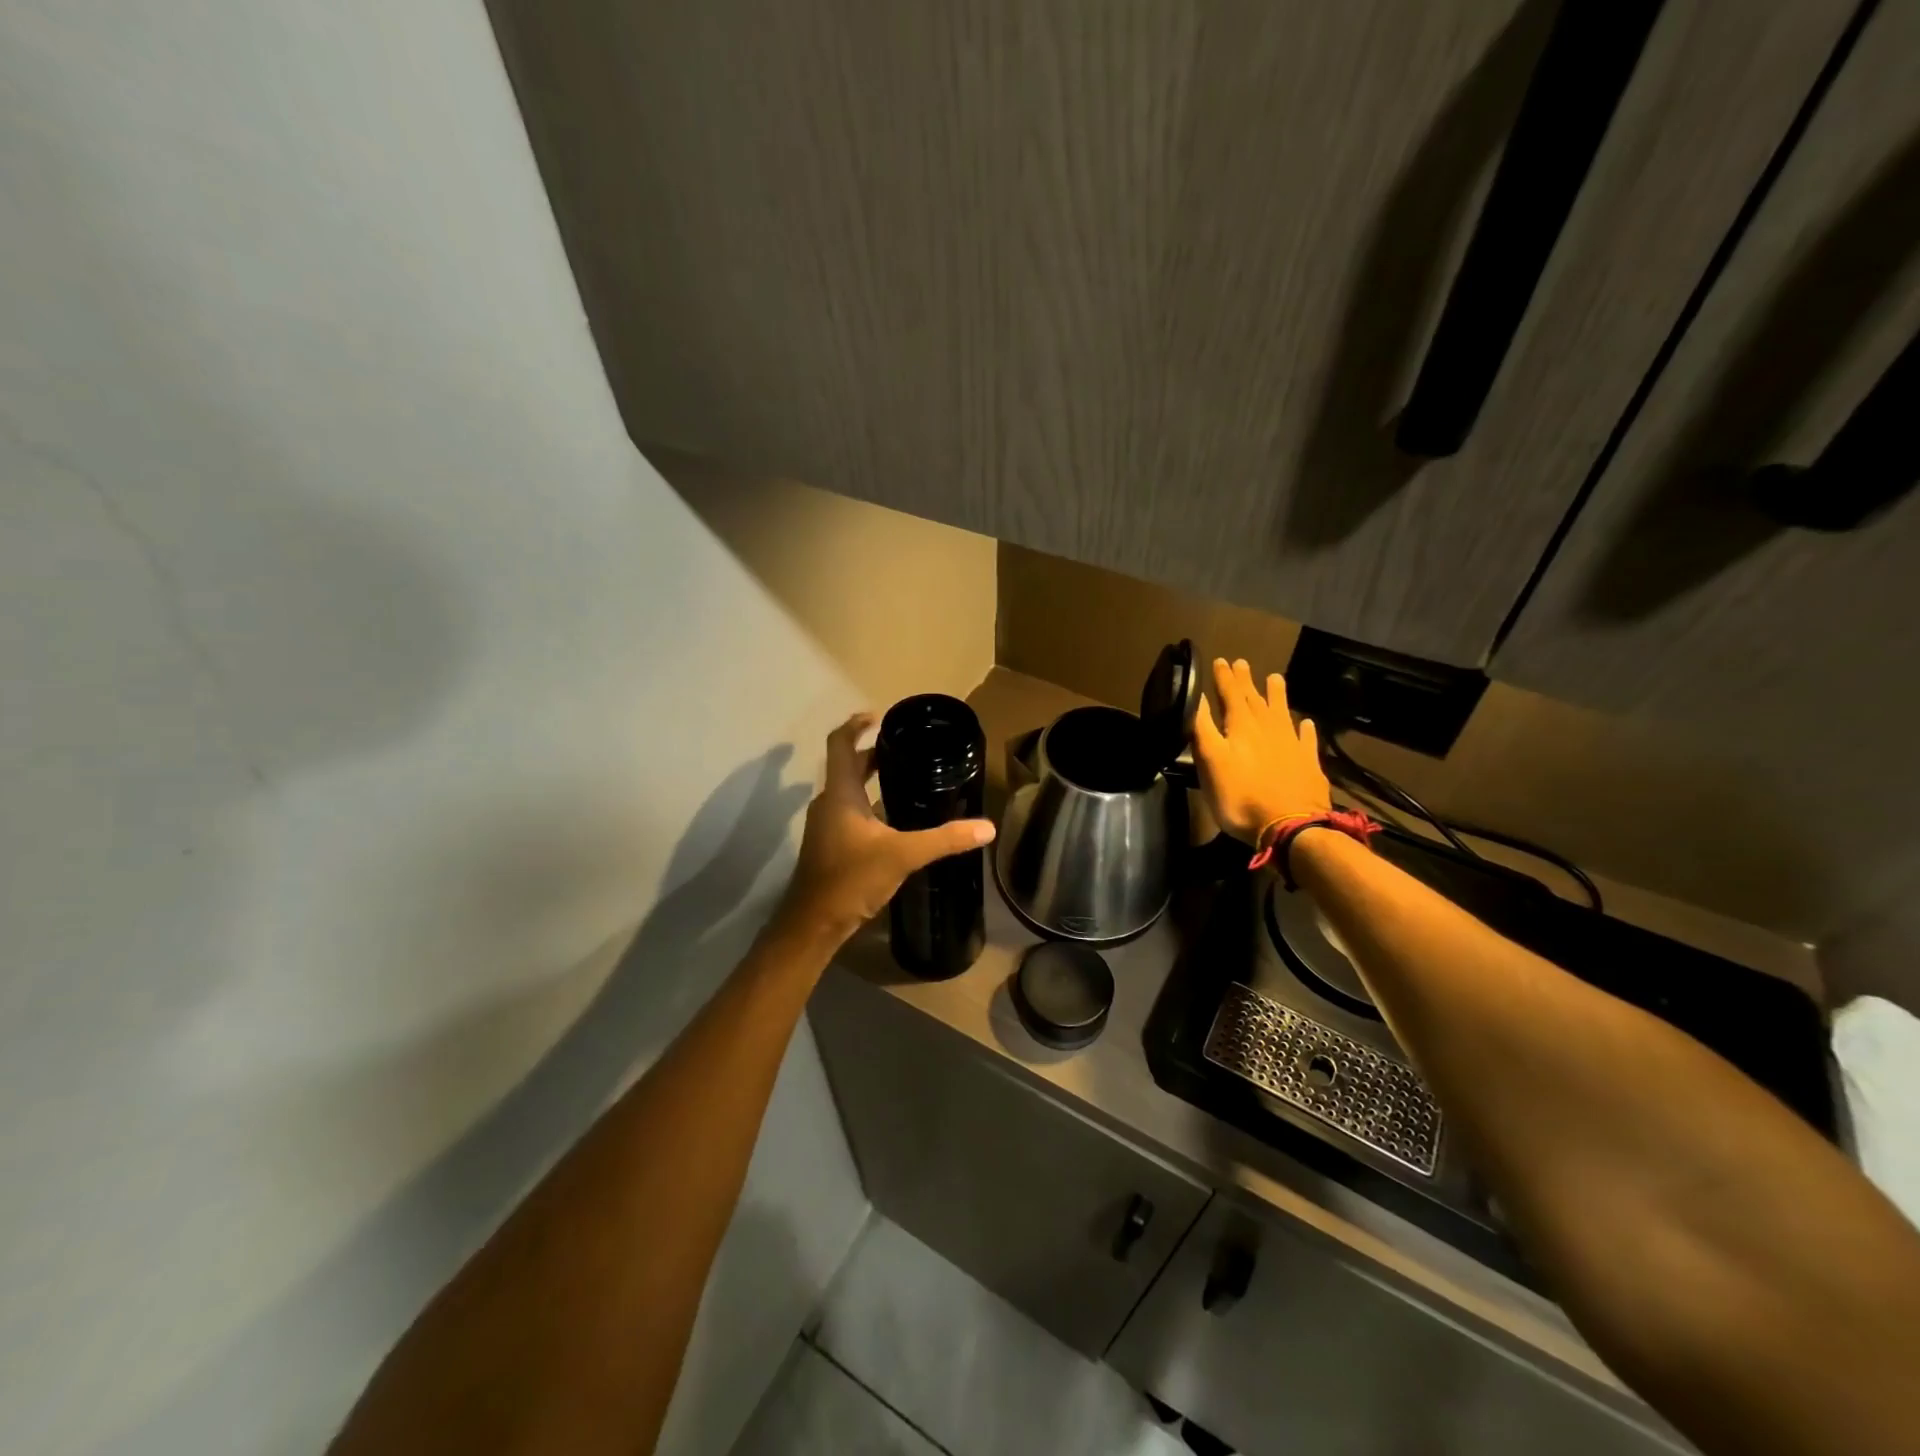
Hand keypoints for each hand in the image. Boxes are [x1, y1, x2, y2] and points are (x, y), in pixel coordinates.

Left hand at [770, 713, 996, 945]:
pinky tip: (893, 818)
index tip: (879, 715)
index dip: (855, 725)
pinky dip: (868, 804)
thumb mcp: (903, 855)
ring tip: (905, 776)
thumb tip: (986, 828)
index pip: (840, 744)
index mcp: (840, 793)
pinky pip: (849, 811)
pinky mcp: (829, 845)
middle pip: (847, 766)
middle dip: (872, 754)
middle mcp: (829, 803)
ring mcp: (825, 825)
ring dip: (870, 779)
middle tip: (905, 748)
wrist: (814, 924)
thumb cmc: (851, 879)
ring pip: (847, 790)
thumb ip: (944, 839)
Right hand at [1193, 658, 1330, 841]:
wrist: (1291, 826)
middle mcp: (1268, 728)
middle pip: (1255, 698)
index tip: (1219, 660)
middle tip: (1242, 663)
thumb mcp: (1210, 761)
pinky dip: (1304, 729)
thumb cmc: (1240, 796)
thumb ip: (1202, 728)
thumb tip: (1196, 696)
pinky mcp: (1308, 763)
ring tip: (1275, 678)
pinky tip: (1305, 723)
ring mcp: (1291, 744)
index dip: (1223, 677)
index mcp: (1241, 726)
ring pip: (1282, 712)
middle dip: (1246, 681)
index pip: (1230, 694)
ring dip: (1276, 695)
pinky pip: (1306, 739)